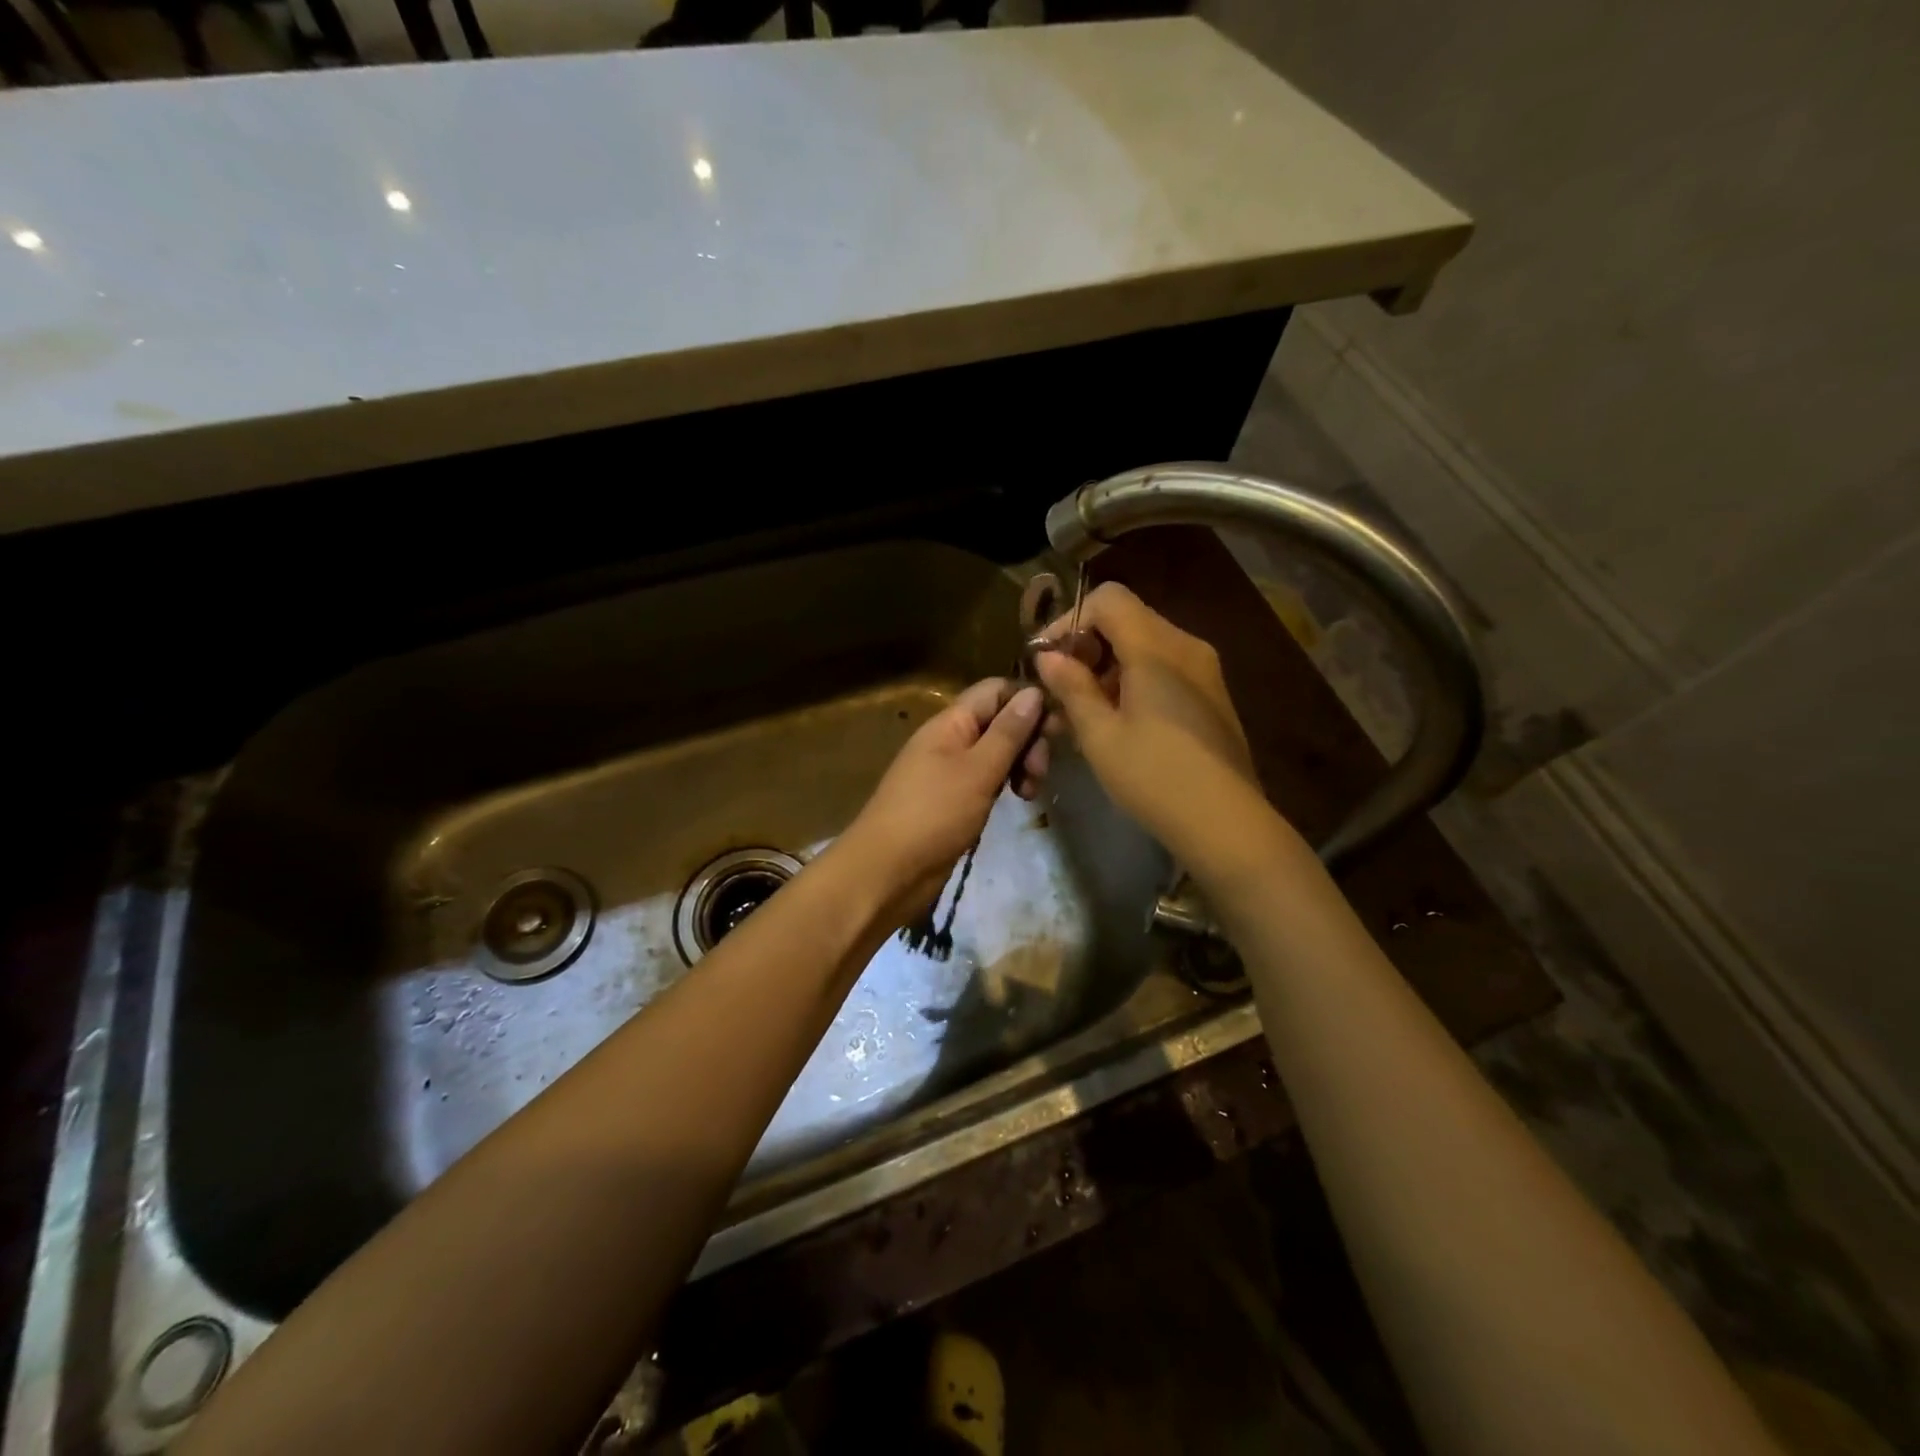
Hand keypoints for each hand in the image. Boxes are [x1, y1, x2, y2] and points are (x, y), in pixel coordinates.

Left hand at [836, 678, 1047, 924]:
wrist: (887, 872)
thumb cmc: (933, 814)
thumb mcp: (978, 770)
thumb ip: (1008, 732)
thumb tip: (1035, 692)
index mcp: (950, 722)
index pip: (996, 691)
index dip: (1028, 700)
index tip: (1057, 729)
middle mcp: (951, 739)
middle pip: (1000, 721)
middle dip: (1028, 739)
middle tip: (1040, 772)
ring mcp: (951, 771)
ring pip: (997, 752)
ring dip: (1021, 764)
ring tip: (1030, 793)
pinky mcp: (954, 800)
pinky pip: (987, 779)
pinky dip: (1006, 784)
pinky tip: (1019, 800)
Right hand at [1034, 583, 1264, 865]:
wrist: (1226, 823)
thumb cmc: (1155, 777)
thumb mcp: (1100, 735)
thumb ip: (1071, 687)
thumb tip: (1048, 656)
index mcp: (1157, 648)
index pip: (1109, 599)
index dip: (1070, 620)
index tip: (1046, 659)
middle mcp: (1185, 646)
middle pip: (1127, 619)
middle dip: (1086, 646)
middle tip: (1059, 689)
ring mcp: (1204, 670)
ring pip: (1145, 645)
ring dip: (1107, 667)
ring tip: (1081, 712)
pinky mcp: (1211, 695)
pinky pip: (1164, 669)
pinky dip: (1133, 681)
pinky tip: (1116, 721)